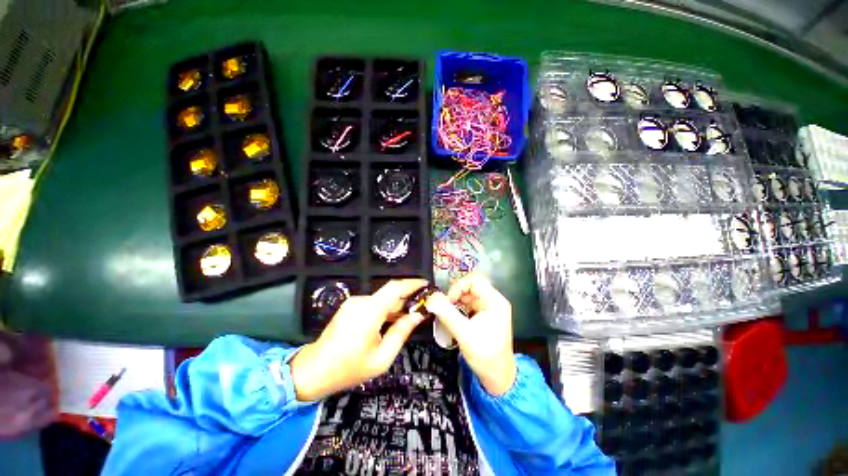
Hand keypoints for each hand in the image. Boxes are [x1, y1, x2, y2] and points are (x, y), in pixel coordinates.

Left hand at [291, 279, 427, 400]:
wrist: (314, 371)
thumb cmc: (349, 368)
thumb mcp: (382, 357)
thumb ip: (401, 332)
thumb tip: (417, 316)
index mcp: (369, 311)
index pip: (395, 288)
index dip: (412, 284)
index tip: (426, 285)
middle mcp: (361, 302)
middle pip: (390, 293)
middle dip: (407, 298)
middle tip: (422, 307)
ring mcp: (354, 303)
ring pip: (382, 299)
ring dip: (397, 305)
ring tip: (410, 317)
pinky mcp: (350, 307)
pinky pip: (373, 304)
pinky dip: (386, 309)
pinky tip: (392, 321)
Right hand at [425, 274, 516, 395]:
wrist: (498, 377)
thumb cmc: (486, 356)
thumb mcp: (464, 333)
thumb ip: (447, 314)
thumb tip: (432, 299)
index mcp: (495, 301)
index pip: (474, 280)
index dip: (458, 286)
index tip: (448, 300)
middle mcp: (493, 301)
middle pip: (471, 286)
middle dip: (456, 294)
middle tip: (446, 307)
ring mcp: (489, 308)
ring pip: (468, 295)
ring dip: (456, 302)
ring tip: (449, 314)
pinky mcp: (484, 315)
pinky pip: (468, 304)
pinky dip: (459, 308)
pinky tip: (454, 318)